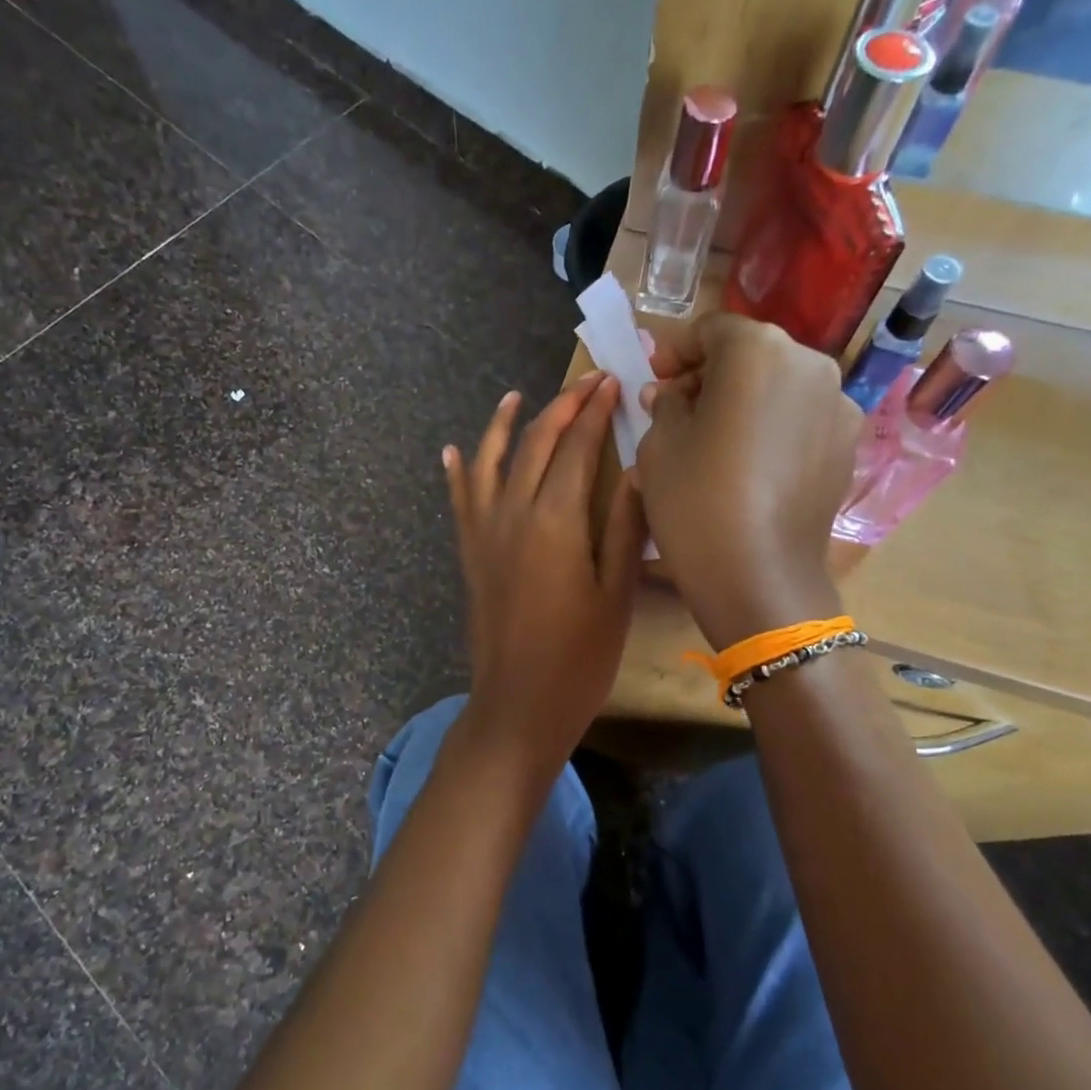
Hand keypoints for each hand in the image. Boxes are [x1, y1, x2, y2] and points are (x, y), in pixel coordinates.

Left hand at [444, 373, 646, 782]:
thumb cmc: (579, 658)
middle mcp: (512, 514)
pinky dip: (457, 472)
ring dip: (502, 425)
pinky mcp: (469, 554)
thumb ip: (626, 527)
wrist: (518, 706)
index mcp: (555, 521)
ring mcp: (484, 533)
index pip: (575, 448)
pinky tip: (453, 452)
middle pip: (534, 444)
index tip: (611, 383)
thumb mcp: (615, 594)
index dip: (594, 412)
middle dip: (560, 407)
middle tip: (586, 383)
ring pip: (489, 462)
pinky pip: (460, 501)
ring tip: (515, 396)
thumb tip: (637, 468)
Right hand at [637, 314, 857, 649]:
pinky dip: (773, 425)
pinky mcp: (848, 444)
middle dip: (712, 373)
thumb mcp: (659, 446)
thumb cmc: (696, 501)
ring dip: (745, 398)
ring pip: (780, 384)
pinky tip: (750, 464)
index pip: (711, 328)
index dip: (676, 350)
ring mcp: (837, 404)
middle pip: (751, 352)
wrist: (759, 576)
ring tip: (716, 438)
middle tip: (680, 408)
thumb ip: (665, 404)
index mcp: (757, 350)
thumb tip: (670, 393)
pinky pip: (801, 417)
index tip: (655, 379)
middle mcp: (809, 363)